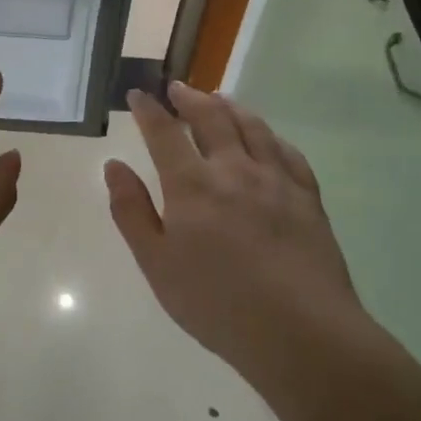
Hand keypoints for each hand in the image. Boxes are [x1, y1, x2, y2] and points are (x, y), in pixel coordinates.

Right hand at [104, 81, 366, 383]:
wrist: (301, 332)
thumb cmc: (216, 303)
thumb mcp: (156, 263)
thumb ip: (131, 210)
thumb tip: (114, 166)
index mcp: (192, 185)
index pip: (164, 133)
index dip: (148, 110)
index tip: (138, 94)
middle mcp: (233, 170)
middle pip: (212, 119)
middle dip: (191, 99)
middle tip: (178, 88)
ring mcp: (275, 180)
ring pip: (252, 127)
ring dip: (231, 107)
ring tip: (219, 98)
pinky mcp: (307, 197)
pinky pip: (287, 152)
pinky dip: (270, 135)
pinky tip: (266, 137)